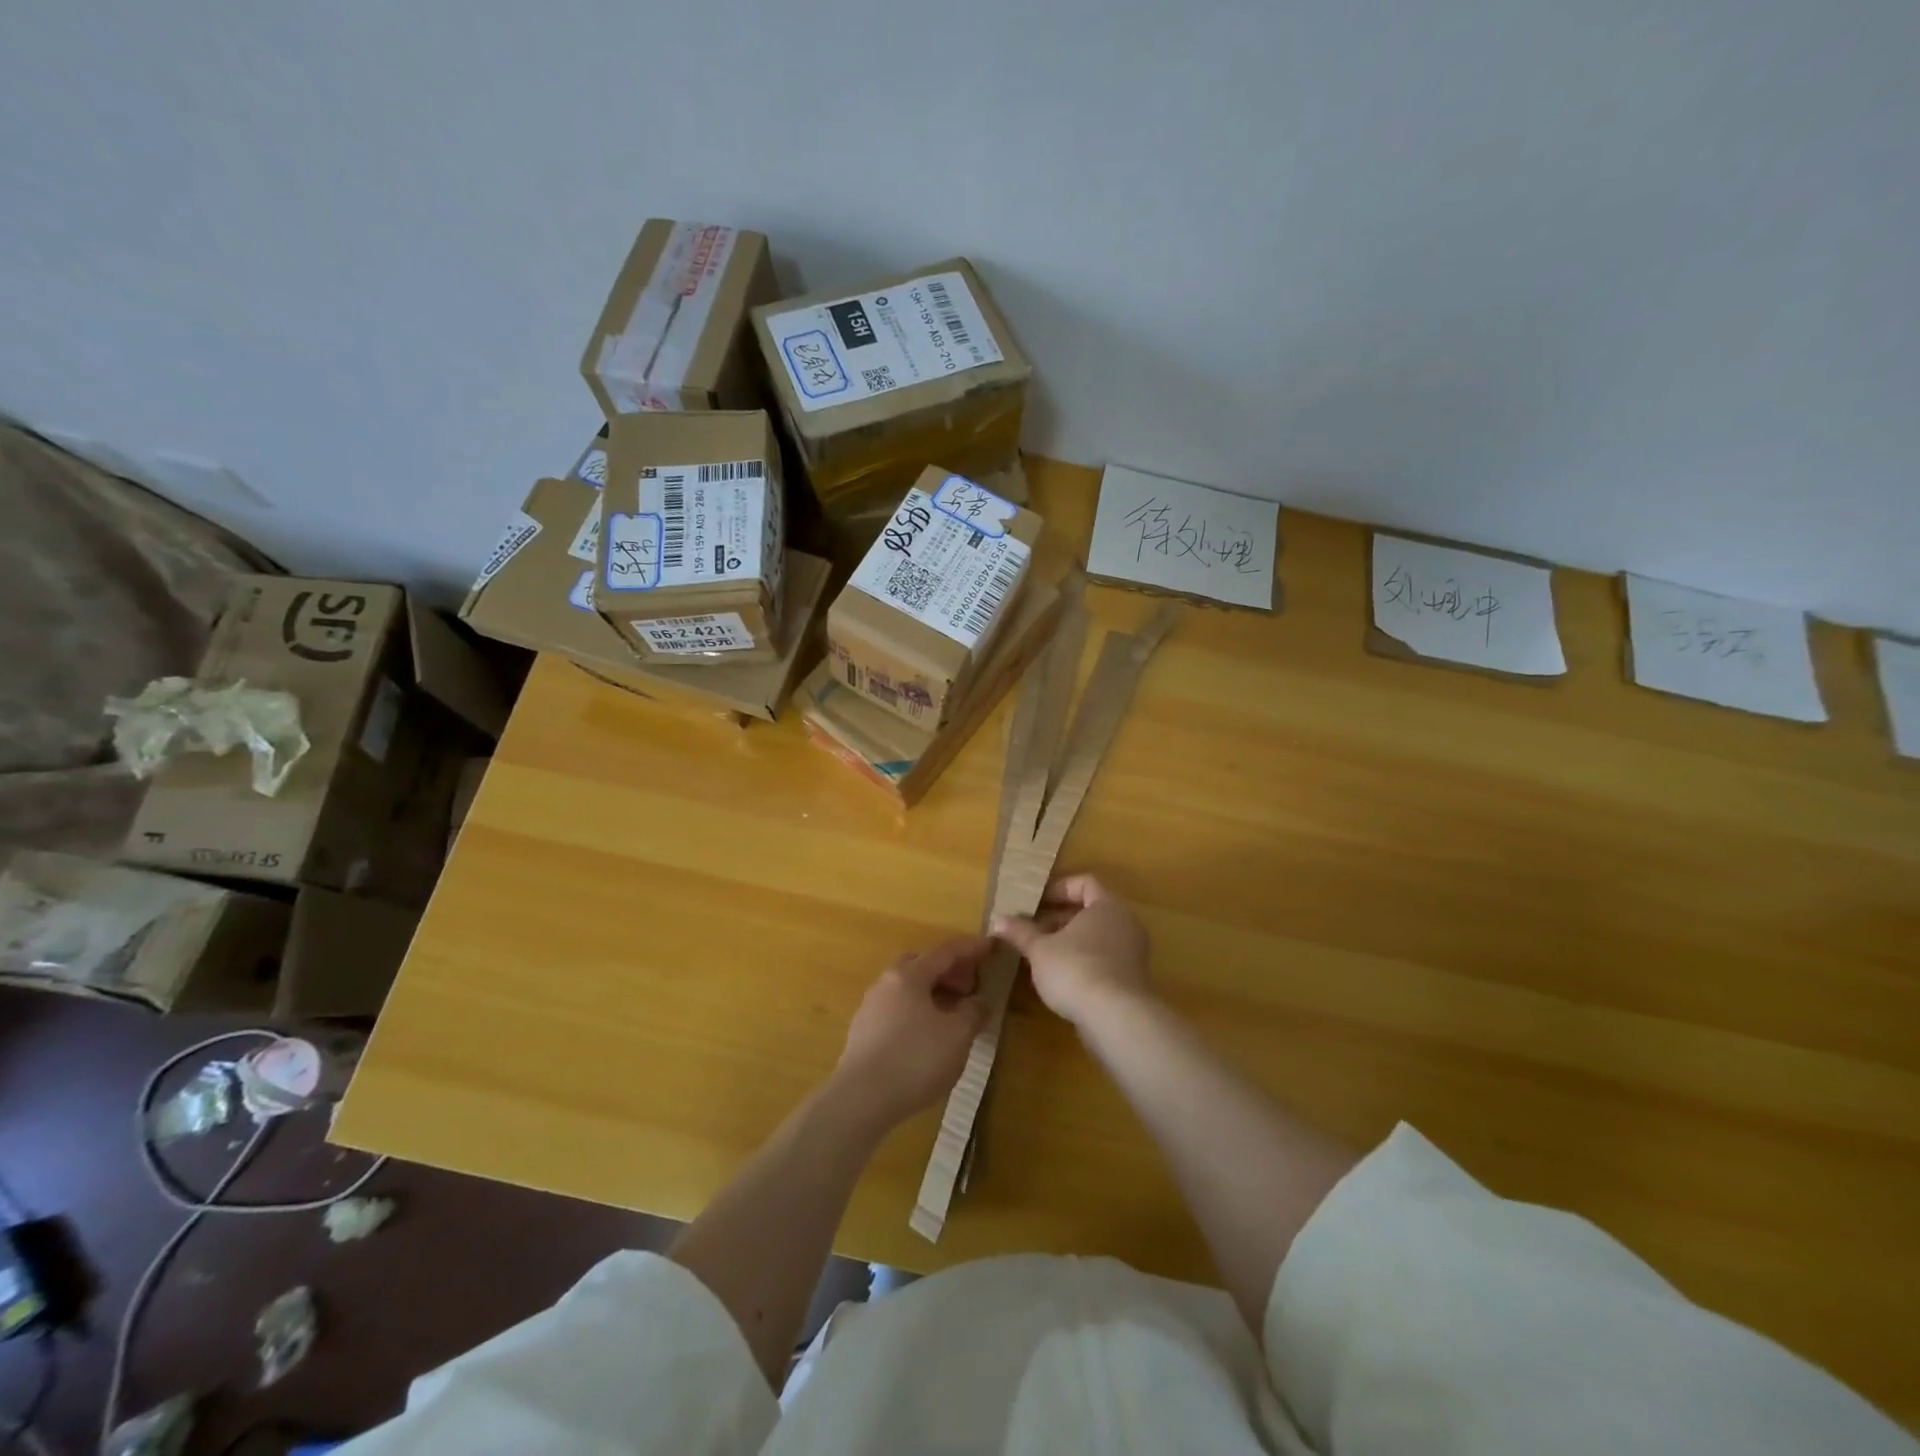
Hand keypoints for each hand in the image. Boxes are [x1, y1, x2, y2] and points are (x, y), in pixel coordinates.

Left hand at [832, 937, 991, 1131]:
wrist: (860, 1099)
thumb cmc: (915, 1059)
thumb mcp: (958, 1036)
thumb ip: (973, 1012)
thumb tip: (979, 1000)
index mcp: (910, 975)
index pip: (946, 952)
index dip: (971, 949)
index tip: (991, 946)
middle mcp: (886, 983)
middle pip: (922, 966)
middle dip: (949, 972)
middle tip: (970, 987)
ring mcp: (871, 1007)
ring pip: (908, 989)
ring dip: (932, 994)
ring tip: (953, 1015)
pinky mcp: (863, 1033)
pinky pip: (897, 1010)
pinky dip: (918, 1013)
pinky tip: (928, 1037)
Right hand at [993, 874, 1152, 1026]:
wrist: (1116, 1018)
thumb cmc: (1076, 969)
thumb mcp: (1040, 950)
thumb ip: (1021, 933)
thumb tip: (998, 920)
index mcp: (1107, 906)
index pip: (1084, 883)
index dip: (1058, 889)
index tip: (1035, 903)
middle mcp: (1125, 923)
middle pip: (1089, 911)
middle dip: (1058, 919)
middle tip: (1031, 931)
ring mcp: (1132, 952)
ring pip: (1096, 937)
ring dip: (1068, 943)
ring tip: (1040, 956)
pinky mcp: (1131, 979)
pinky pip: (1104, 959)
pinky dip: (1082, 961)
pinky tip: (1059, 979)